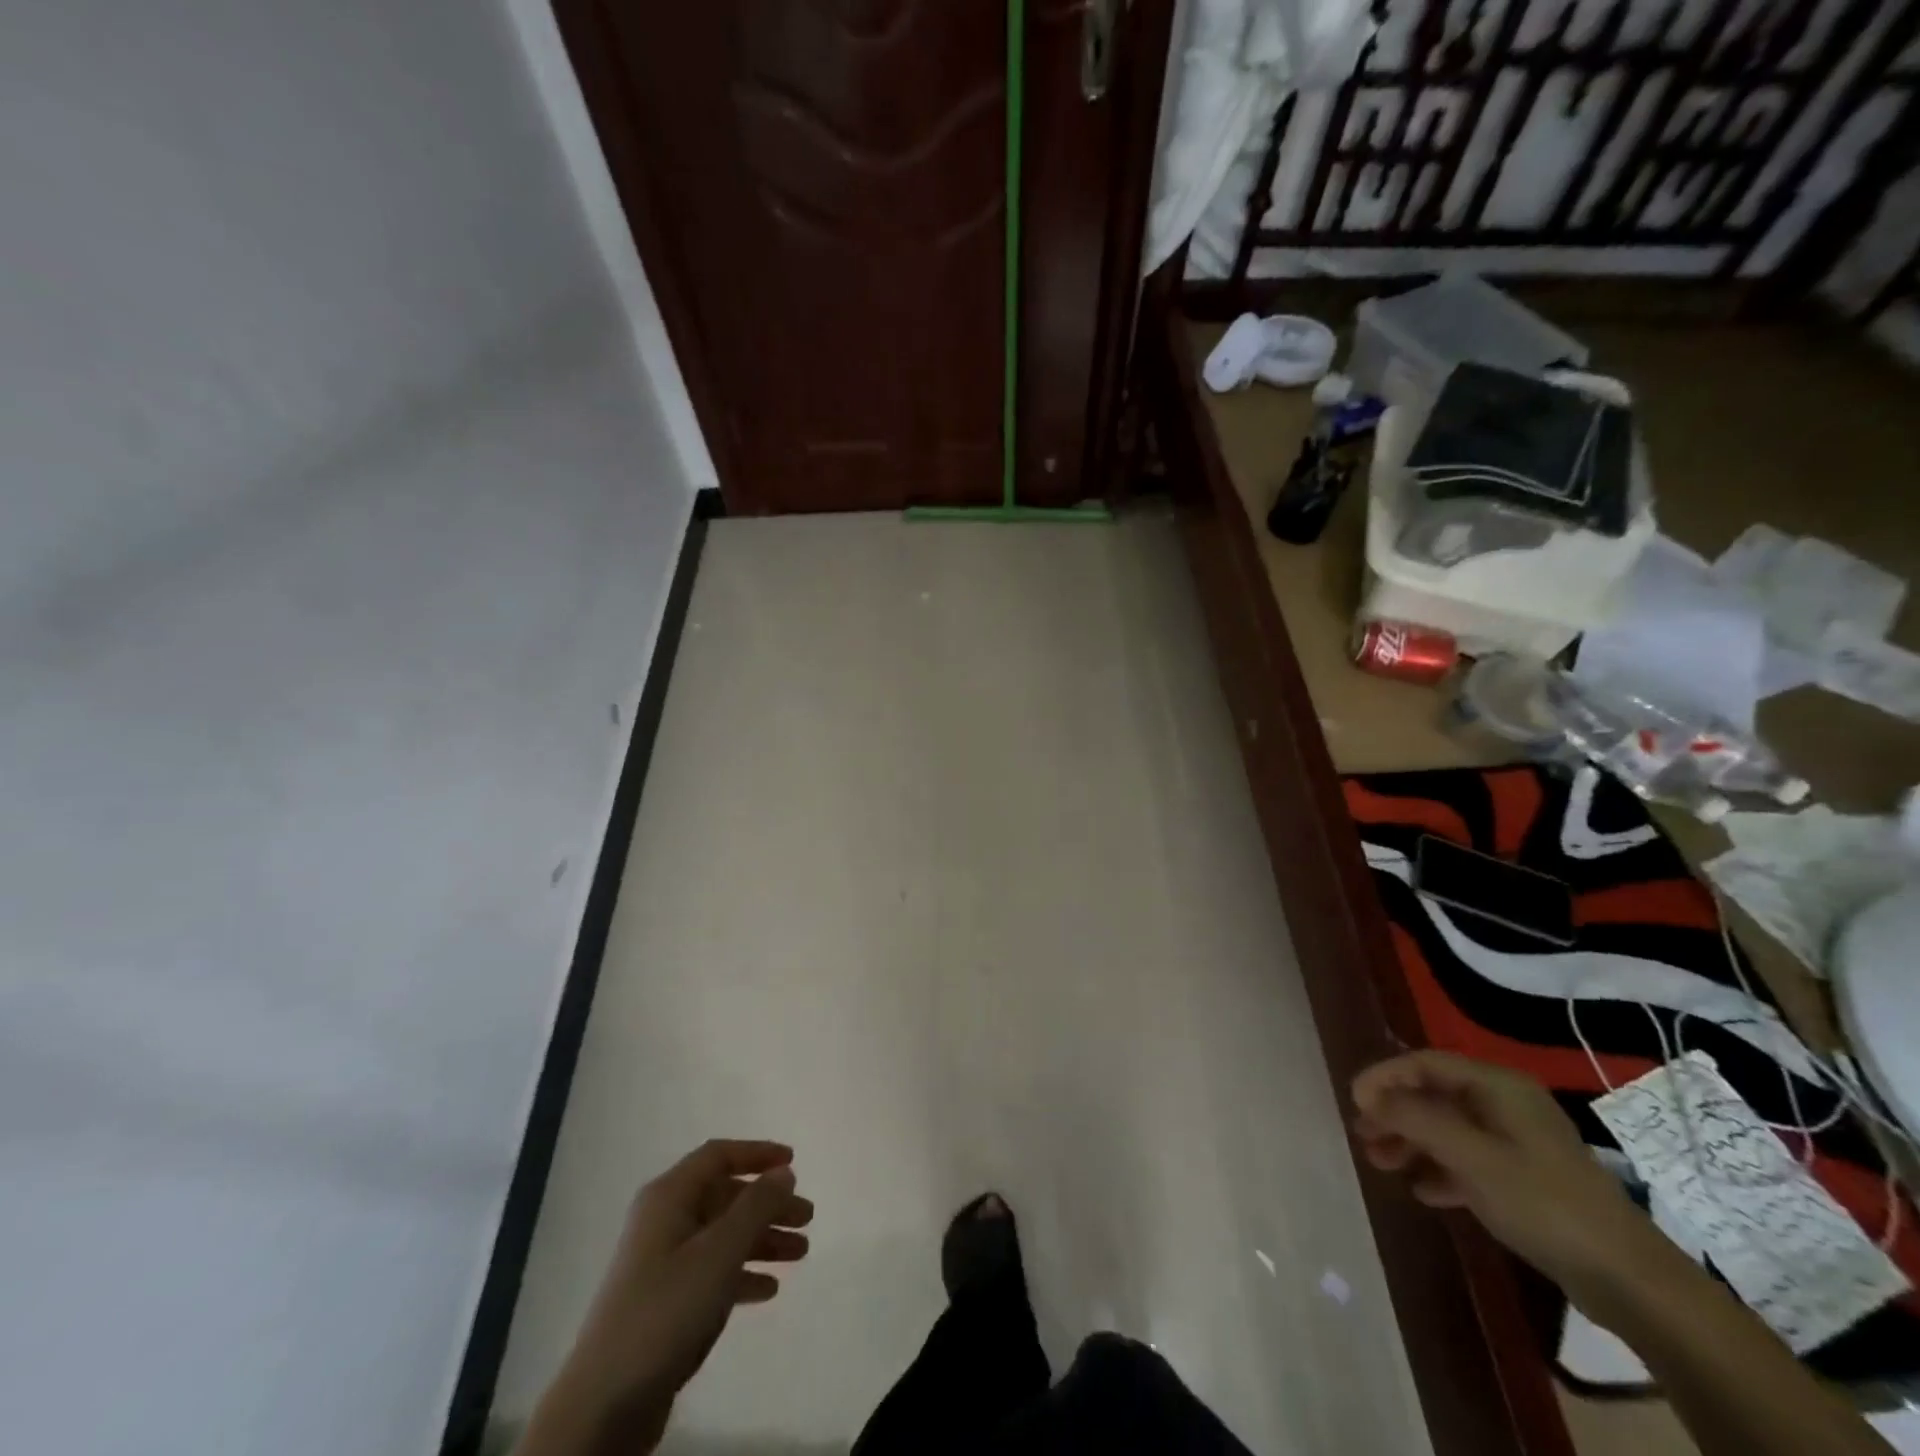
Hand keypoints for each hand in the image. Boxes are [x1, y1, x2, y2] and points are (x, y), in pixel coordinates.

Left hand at [528, 1140, 813, 1453]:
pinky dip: (742, 1274)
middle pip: (725, 1197)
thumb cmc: (666, 1309)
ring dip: (762, 1240)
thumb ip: (756, 1206)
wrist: (604, 1404)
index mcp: (669, 1197)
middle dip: (768, 1204)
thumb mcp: (719, 1251)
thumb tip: (783, 1172)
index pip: (718, 1156)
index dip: (757, 1154)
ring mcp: (662, 1263)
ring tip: (801, 1254)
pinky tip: (768, 1290)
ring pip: (723, 1236)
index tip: (793, 1162)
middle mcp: (664, 1221)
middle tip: (807, 1217)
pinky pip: (712, 1272)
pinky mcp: (664, 1302)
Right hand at [1351, 1051, 1652, 1298]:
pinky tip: (1423, 1191)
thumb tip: (1368, 1096)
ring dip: (1412, 1142)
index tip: (1353, 1101)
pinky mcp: (1525, 1178)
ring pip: (1448, 1129)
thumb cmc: (1543, 1201)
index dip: (1385, 1077)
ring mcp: (1517, 1142)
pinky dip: (1440, 1169)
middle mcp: (1506, 1104)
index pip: (1425, 1064)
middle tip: (1362, 1134)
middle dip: (1395, 1112)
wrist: (1629, 1278)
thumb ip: (1415, 1119)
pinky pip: (1468, 1160)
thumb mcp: (1470, 1156)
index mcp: (1497, 1086)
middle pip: (1435, 1095)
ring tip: (1381, 1163)